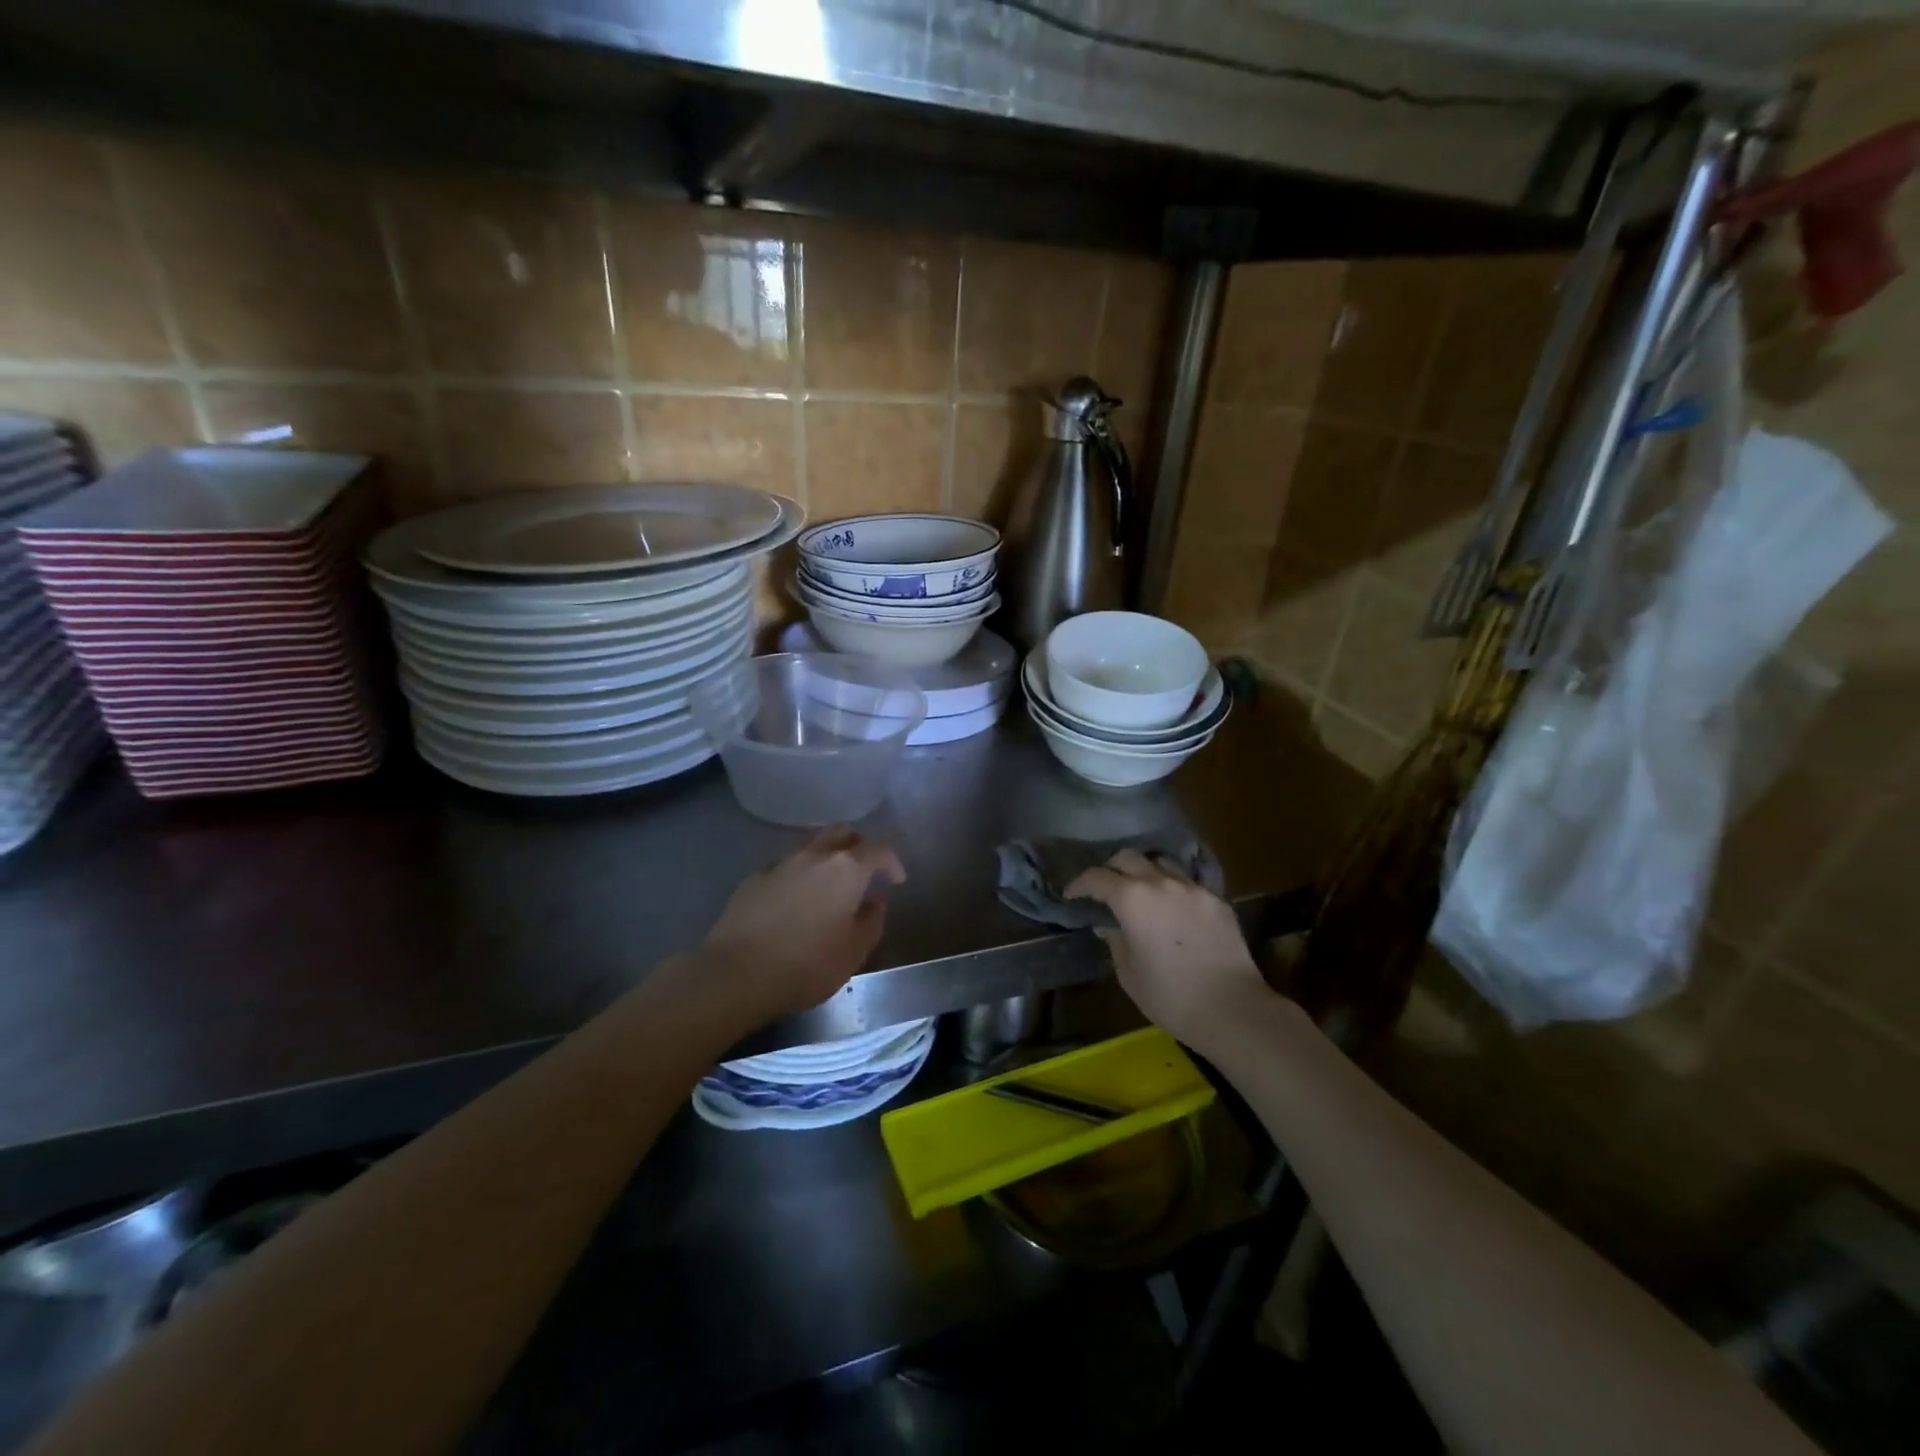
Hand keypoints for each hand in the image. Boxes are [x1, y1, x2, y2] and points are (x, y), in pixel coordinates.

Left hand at [695, 826, 905, 1022]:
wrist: (736, 973)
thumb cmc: (806, 965)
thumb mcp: (853, 953)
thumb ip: (871, 923)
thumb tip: (874, 904)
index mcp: (846, 869)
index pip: (879, 848)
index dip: (892, 861)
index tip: (895, 880)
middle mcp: (815, 856)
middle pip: (843, 833)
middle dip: (859, 846)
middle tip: (864, 871)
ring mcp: (781, 864)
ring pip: (812, 846)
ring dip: (827, 858)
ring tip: (829, 886)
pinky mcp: (754, 878)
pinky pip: (785, 866)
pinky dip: (799, 876)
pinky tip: (795, 902)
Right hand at [1065, 849, 1273, 1049]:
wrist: (1232, 1009)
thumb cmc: (1170, 996)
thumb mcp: (1129, 973)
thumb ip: (1115, 941)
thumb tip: (1108, 925)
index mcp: (1132, 899)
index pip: (1096, 877)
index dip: (1079, 884)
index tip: (1072, 895)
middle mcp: (1161, 882)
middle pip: (1128, 857)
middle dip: (1110, 868)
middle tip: (1105, 889)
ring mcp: (1193, 888)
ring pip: (1161, 862)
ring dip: (1145, 872)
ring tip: (1141, 892)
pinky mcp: (1217, 900)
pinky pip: (1188, 883)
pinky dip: (1173, 889)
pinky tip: (1174, 910)